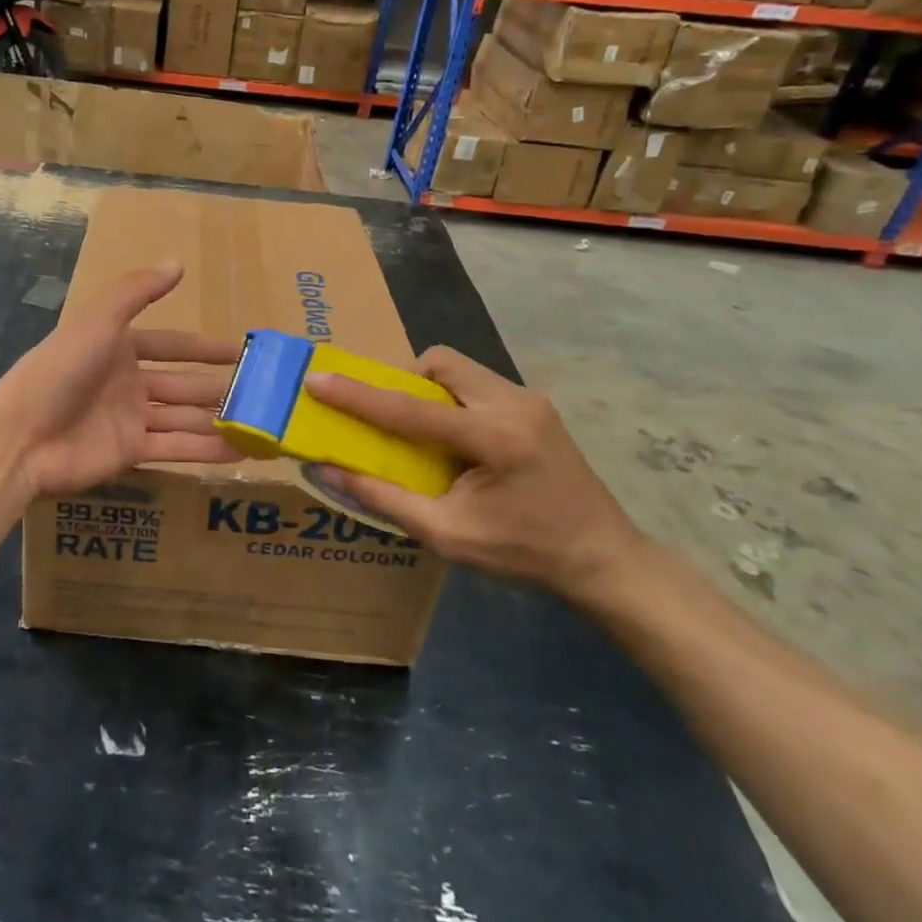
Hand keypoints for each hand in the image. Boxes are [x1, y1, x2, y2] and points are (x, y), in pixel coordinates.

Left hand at [0, 262, 243, 500]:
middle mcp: (127, 382)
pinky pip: (175, 448)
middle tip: (264, 392)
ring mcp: (129, 419)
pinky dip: (206, 451)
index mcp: (119, 348)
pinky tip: (241, 452)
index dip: (205, 348)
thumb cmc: (59, 371)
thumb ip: (136, 292)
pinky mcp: (130, 453)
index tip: (242, 351)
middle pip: (183, 384)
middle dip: (220, 387)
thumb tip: (177, 263)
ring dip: (220, 420)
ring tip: (261, 424)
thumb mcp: (97, 322)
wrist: (20, 437)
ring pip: (184, 418)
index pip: (172, 345)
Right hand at [304, 347, 644, 599]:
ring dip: (426, 387)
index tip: (317, 380)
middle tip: (386, 416)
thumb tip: (328, 470)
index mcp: (495, 438)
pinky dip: (449, 397)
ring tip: (417, 429)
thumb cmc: (526, 553)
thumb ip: (384, 498)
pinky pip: (475, 382)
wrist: (605, 559)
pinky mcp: (534, 405)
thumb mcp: (448, 535)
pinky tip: (451, 436)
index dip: (357, 395)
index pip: (410, 408)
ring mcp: (529, 399)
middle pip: (439, 362)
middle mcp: (514, 403)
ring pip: (458, 367)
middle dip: (401, 380)